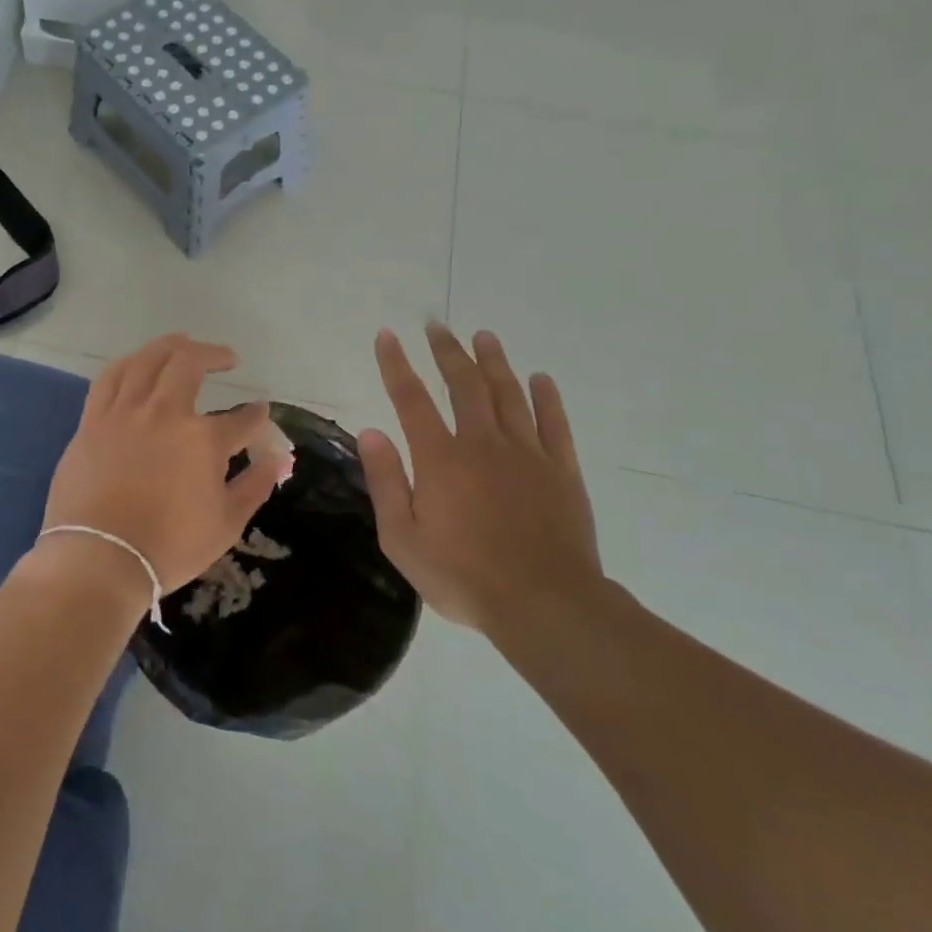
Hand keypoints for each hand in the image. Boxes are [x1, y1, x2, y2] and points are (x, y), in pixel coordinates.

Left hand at [41, 334, 294, 595]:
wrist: (99, 559)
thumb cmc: (169, 548)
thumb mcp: (226, 524)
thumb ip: (254, 486)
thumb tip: (279, 460)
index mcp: (203, 440)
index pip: (242, 419)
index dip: (256, 415)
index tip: (260, 414)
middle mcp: (165, 413)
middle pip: (190, 364)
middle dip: (214, 354)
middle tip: (227, 358)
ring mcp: (125, 413)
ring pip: (147, 360)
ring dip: (170, 346)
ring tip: (183, 342)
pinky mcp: (93, 421)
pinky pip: (109, 378)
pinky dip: (128, 363)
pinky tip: (136, 362)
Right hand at [359, 324, 602, 634]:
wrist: (545, 605)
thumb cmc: (463, 576)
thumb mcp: (403, 538)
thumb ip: (386, 481)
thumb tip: (370, 431)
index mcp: (440, 458)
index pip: (411, 399)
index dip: (396, 364)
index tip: (387, 335)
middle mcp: (482, 443)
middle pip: (463, 385)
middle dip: (447, 352)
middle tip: (437, 326)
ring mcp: (526, 454)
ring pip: (508, 394)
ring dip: (494, 362)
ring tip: (484, 336)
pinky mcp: (561, 470)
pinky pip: (554, 424)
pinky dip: (547, 398)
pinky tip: (541, 379)